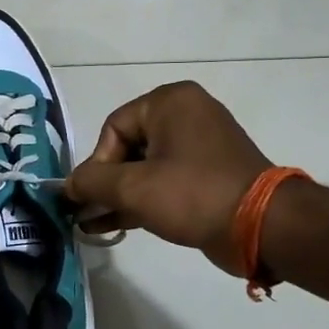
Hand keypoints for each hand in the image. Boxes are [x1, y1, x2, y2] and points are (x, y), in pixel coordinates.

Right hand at [63, 81, 271, 274]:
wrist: (262, 226)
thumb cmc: (193, 194)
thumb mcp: (132, 187)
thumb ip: (91, 182)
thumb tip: (67, 186)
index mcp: (170, 102)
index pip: (113, 128)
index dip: (97, 164)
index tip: (91, 196)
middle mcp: (186, 115)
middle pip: (127, 148)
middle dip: (105, 183)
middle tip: (87, 212)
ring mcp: (200, 146)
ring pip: (144, 168)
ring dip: (118, 196)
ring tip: (91, 225)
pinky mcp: (208, 175)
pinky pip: (164, 182)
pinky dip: (140, 201)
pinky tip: (112, 226)